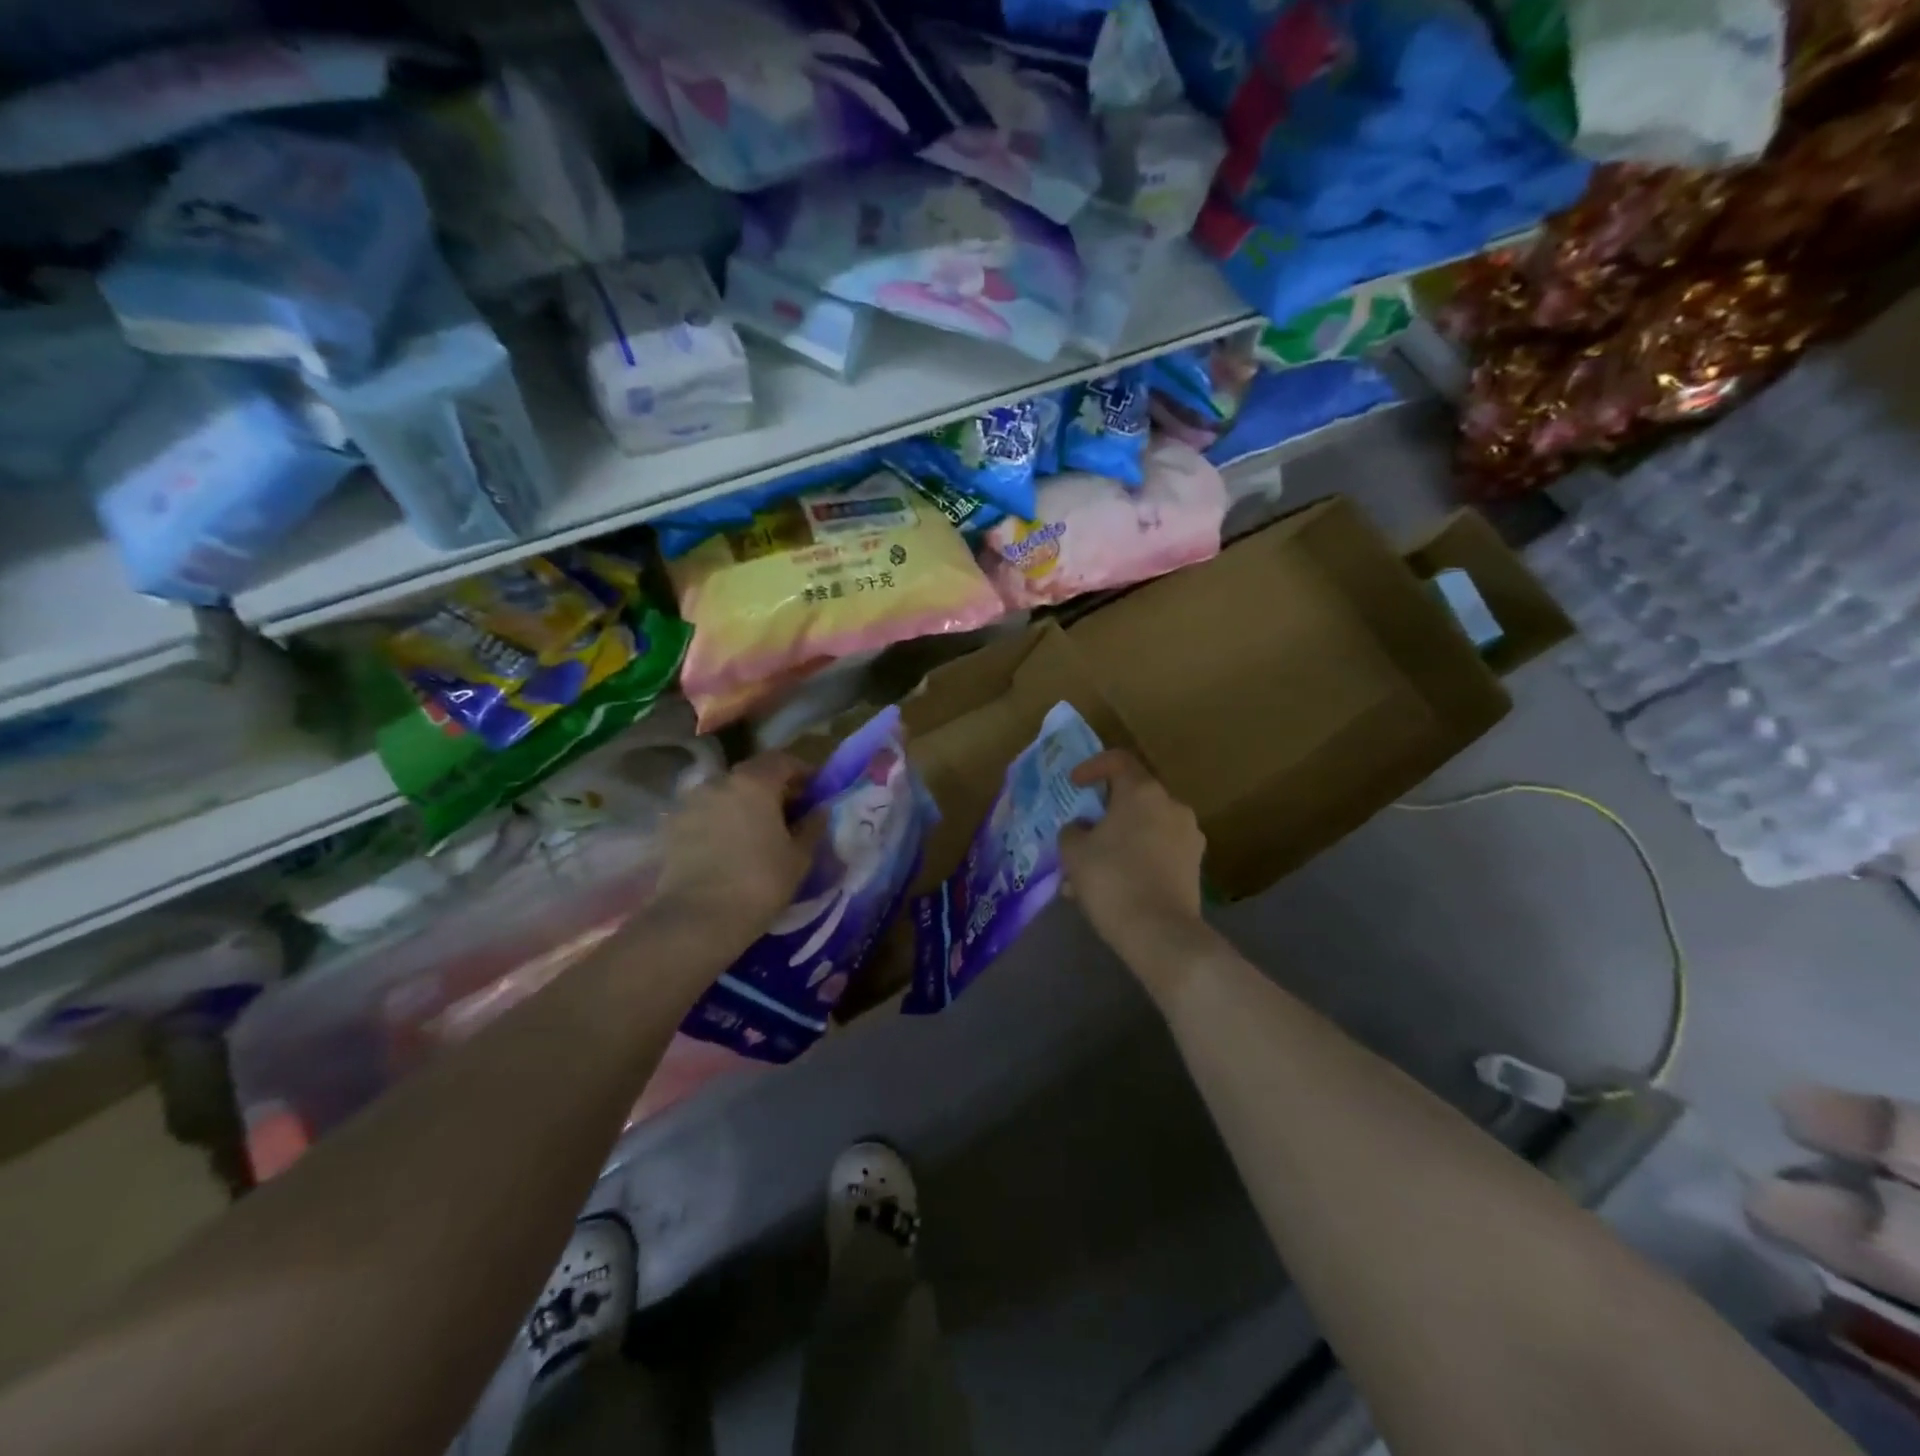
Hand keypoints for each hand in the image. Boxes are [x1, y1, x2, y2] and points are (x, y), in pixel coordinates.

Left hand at [651, 753, 815, 941]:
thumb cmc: (760, 882)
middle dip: (773, 788)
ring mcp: (690, 803)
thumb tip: (819, 810)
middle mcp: (718, 782)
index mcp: (754, 782)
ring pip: (725, 794)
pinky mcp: (671, 827)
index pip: (783, 761)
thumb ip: (812, 826)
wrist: (698, 919)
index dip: (803, 772)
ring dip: (743, 804)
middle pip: (752, 775)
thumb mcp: (799, 856)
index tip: (815, 791)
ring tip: (756, 832)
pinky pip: (704, 814)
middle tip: (789, 813)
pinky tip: (729, 846)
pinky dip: (720, 821)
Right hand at [1059, 750, 1205, 957]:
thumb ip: (1072, 831)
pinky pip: (1158, 852)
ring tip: (1089, 873)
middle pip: (1133, 798)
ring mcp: (1189, 836)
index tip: (1075, 784)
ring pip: (1144, 829)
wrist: (1160, 933)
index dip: (1093, 766)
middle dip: (1103, 815)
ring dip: (1117, 842)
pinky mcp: (1194, 866)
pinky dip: (1135, 860)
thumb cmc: (1112, 879)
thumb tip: (1082, 828)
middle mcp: (1172, 806)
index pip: (1118, 760)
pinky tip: (1113, 889)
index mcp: (1143, 792)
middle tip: (1080, 834)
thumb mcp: (1074, 852)